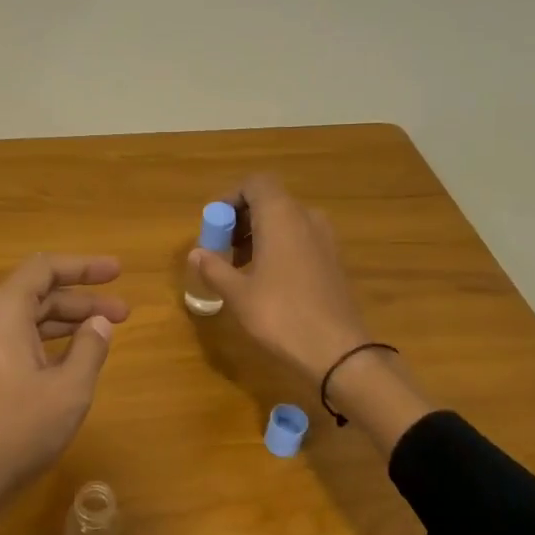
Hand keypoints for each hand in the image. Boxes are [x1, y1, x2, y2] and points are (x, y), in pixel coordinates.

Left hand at [0, 254, 128, 531]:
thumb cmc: (18, 429)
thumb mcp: (69, 389)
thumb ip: (90, 348)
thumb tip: (99, 323)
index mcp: (4, 310)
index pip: (45, 268)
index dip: (84, 266)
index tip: (118, 272)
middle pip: (37, 293)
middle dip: (83, 299)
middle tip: (124, 312)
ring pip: (26, 319)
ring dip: (66, 322)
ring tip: (105, 332)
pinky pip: (14, 340)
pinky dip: (46, 341)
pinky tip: (70, 358)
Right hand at [191, 175, 370, 383]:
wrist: (337, 351)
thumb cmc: (281, 315)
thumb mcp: (238, 294)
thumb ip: (214, 268)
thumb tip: (196, 253)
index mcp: (282, 216)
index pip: (256, 183)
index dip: (230, 198)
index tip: (214, 225)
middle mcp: (306, 218)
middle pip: (270, 201)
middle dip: (241, 219)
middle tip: (220, 249)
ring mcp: (325, 239)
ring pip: (285, 222)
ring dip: (259, 235)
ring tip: (239, 268)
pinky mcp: (333, 260)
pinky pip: (300, 240)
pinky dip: (279, 248)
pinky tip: (266, 280)